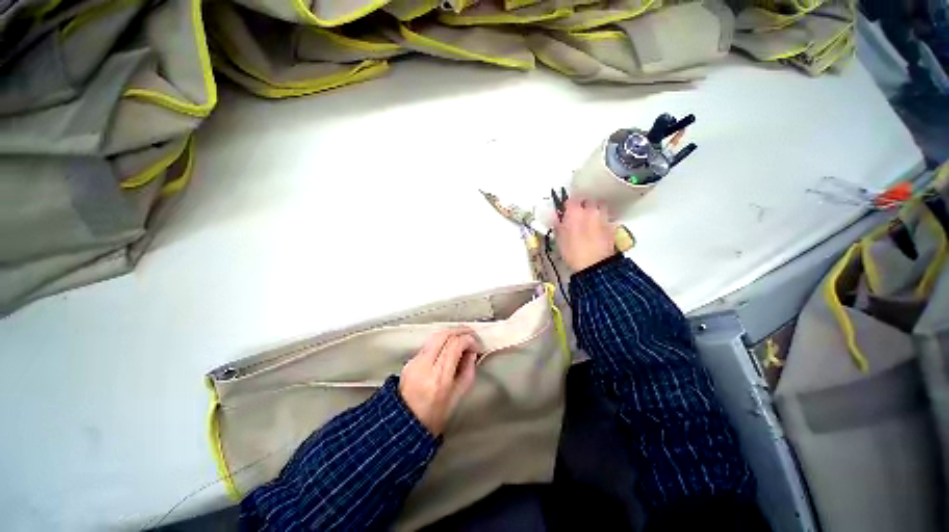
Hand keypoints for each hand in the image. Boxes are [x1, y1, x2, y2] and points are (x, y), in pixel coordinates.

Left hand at [400, 327, 481, 435]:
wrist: (405, 424)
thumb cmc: (434, 415)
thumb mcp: (458, 396)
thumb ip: (468, 371)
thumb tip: (472, 353)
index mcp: (439, 378)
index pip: (455, 345)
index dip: (469, 340)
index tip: (476, 346)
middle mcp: (425, 366)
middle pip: (444, 335)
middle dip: (460, 331)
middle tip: (471, 335)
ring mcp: (415, 362)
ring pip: (435, 336)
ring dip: (451, 333)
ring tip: (462, 337)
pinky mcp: (410, 361)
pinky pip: (429, 344)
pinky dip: (442, 340)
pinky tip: (449, 345)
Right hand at [554, 197, 616, 271]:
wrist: (594, 265)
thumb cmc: (573, 252)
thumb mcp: (559, 240)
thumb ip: (558, 225)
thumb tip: (556, 219)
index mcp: (574, 212)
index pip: (570, 200)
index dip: (566, 206)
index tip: (564, 212)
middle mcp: (590, 211)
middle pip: (587, 201)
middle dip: (582, 206)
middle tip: (577, 216)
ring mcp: (603, 218)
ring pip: (599, 207)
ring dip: (594, 211)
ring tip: (589, 221)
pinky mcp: (612, 227)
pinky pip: (606, 218)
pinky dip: (602, 221)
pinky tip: (598, 230)